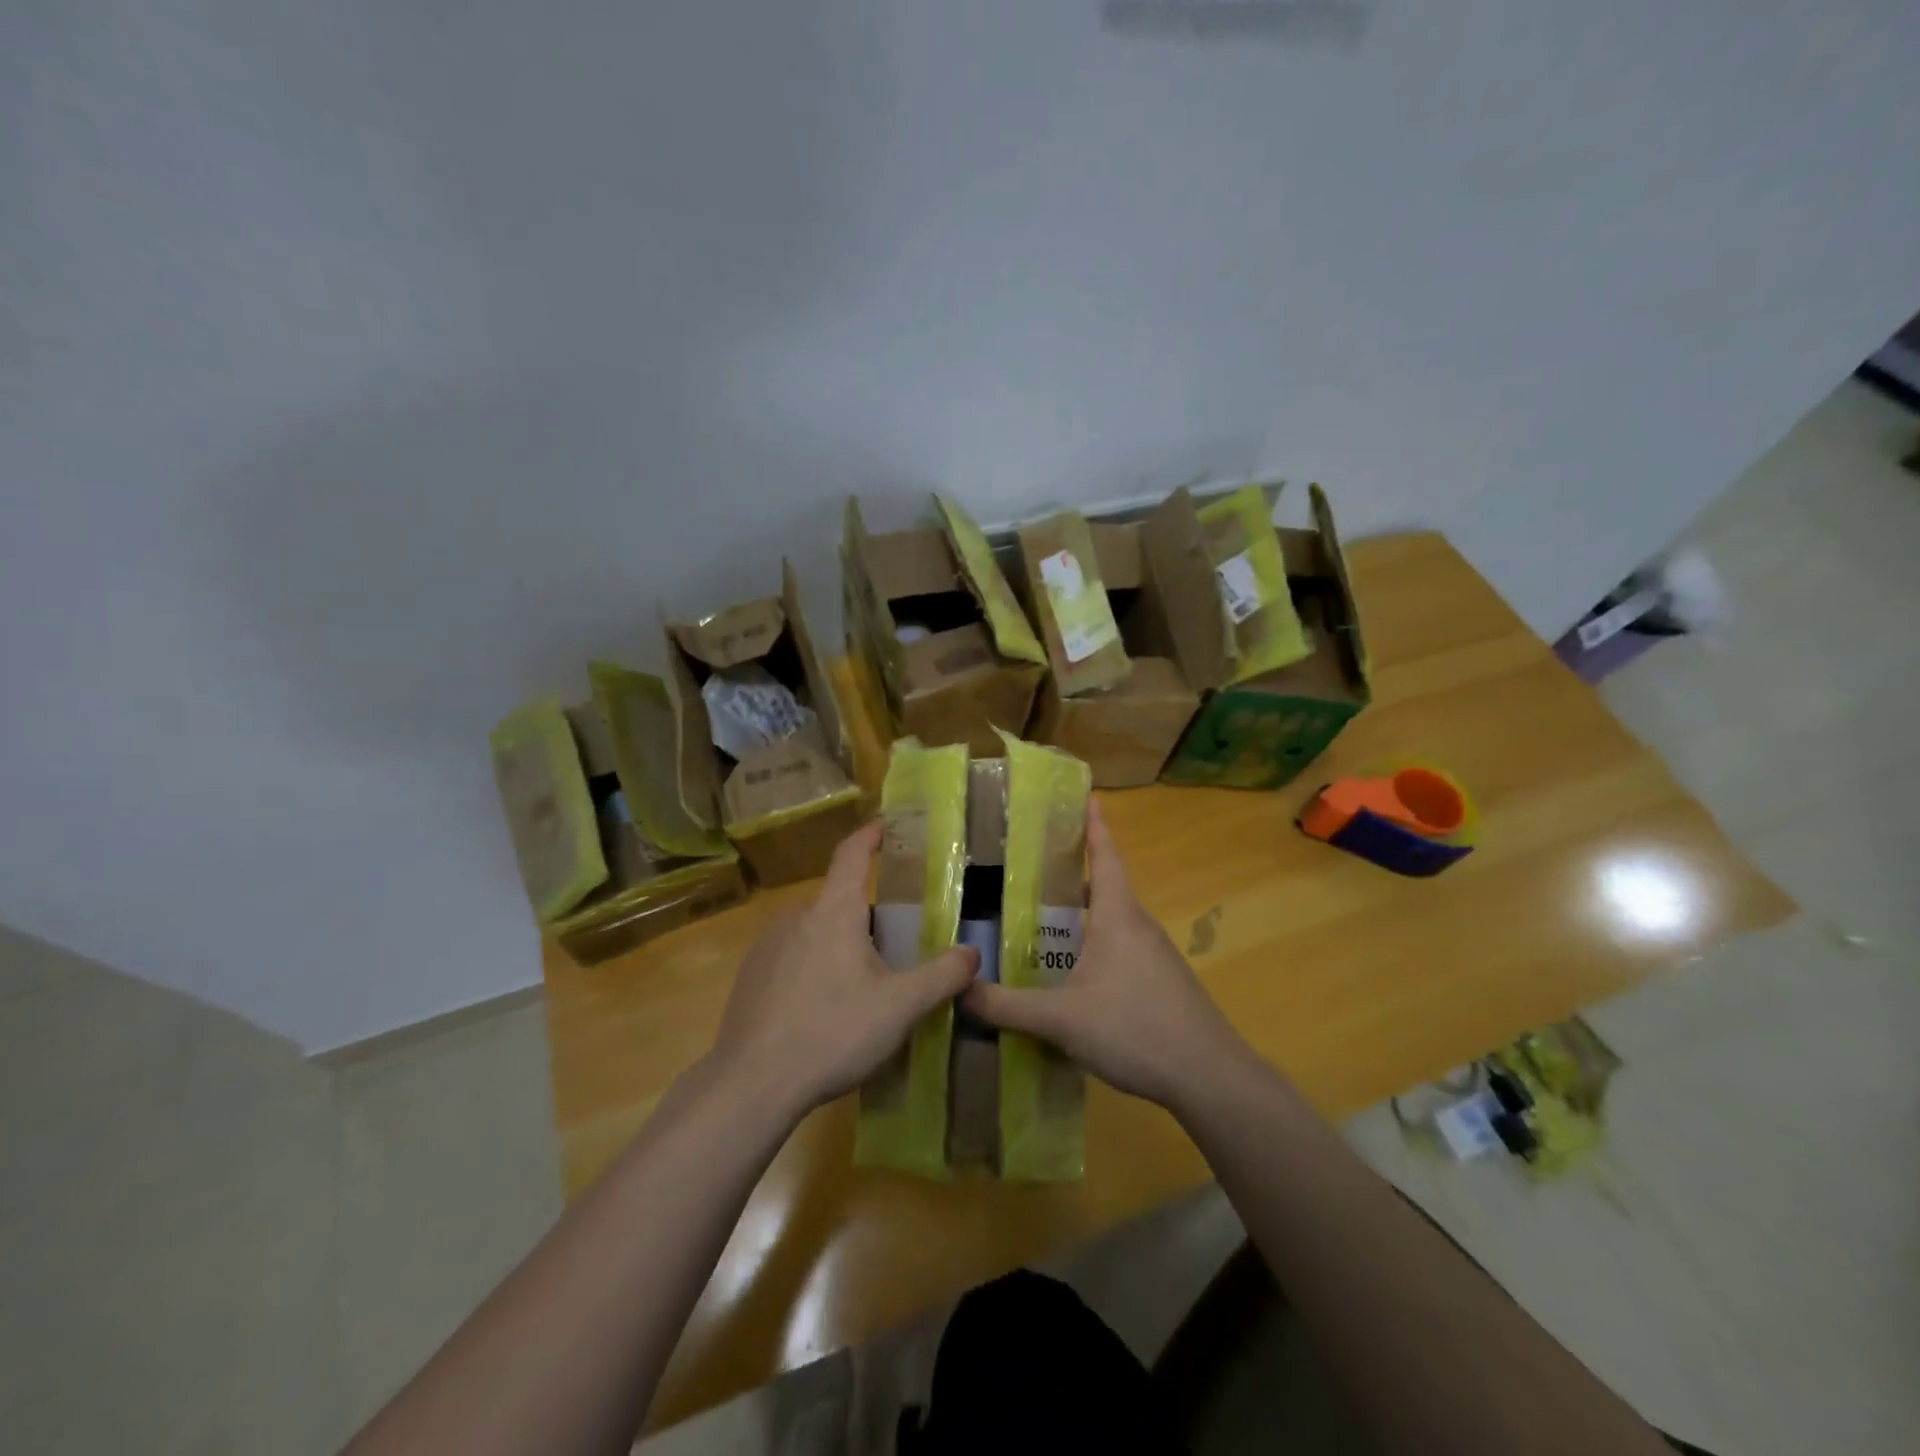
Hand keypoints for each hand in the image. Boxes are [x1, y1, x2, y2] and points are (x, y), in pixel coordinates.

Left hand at [706, 821, 978, 1118]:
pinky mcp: (750, 976)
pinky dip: (813, 969)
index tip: (886, 825)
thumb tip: (972, 954)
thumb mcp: (900, 1007)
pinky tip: (823, 1012)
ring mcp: (767, 946)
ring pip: (816, 933)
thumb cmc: (833, 1032)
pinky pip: (792, 958)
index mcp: (834, 912)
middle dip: (869, 920)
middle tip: (895, 952)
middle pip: (841, 903)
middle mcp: (796, 917)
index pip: (852, 854)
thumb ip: (942, 977)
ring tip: (862, 989)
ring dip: (841, 947)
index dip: (871, 835)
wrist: (752, 1084)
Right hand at [963, 799, 1253, 1109]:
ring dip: (1080, 916)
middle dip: (1070, 875)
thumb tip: (960, 990)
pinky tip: (1071, 975)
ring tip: (1039, 922)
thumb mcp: (1062, 1019)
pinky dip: (1092, 946)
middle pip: (1103, 887)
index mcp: (1117, 916)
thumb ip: (1008, 1006)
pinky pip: (1120, 950)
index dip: (1094, 825)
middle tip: (1029, 868)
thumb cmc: (1136, 1029)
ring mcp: (1154, 955)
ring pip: (1110, 922)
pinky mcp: (1161, 983)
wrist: (1210, 1077)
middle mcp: (1138, 926)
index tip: (1087, 795)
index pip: (1104, 857)